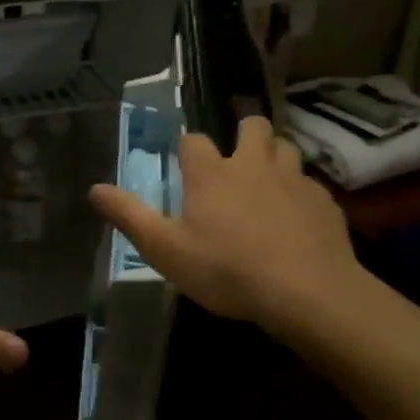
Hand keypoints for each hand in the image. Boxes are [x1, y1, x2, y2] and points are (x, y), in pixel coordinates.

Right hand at [88, 115, 373, 339]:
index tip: (184, 165)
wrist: (307, 293)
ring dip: (274, 156)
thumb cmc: (227, 270)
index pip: (193, 141)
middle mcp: (253, 164)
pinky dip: (299, 192)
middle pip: (252, 126)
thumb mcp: (165, 249)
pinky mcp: (324, 202)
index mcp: (211, 173)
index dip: (186, 149)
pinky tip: (296, 218)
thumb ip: (129, 216)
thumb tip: (94, 189)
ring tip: (267, 181)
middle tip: (236, 159)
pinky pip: (310, 184)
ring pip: (286, 147)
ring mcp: (294, 180)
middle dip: (243, 132)